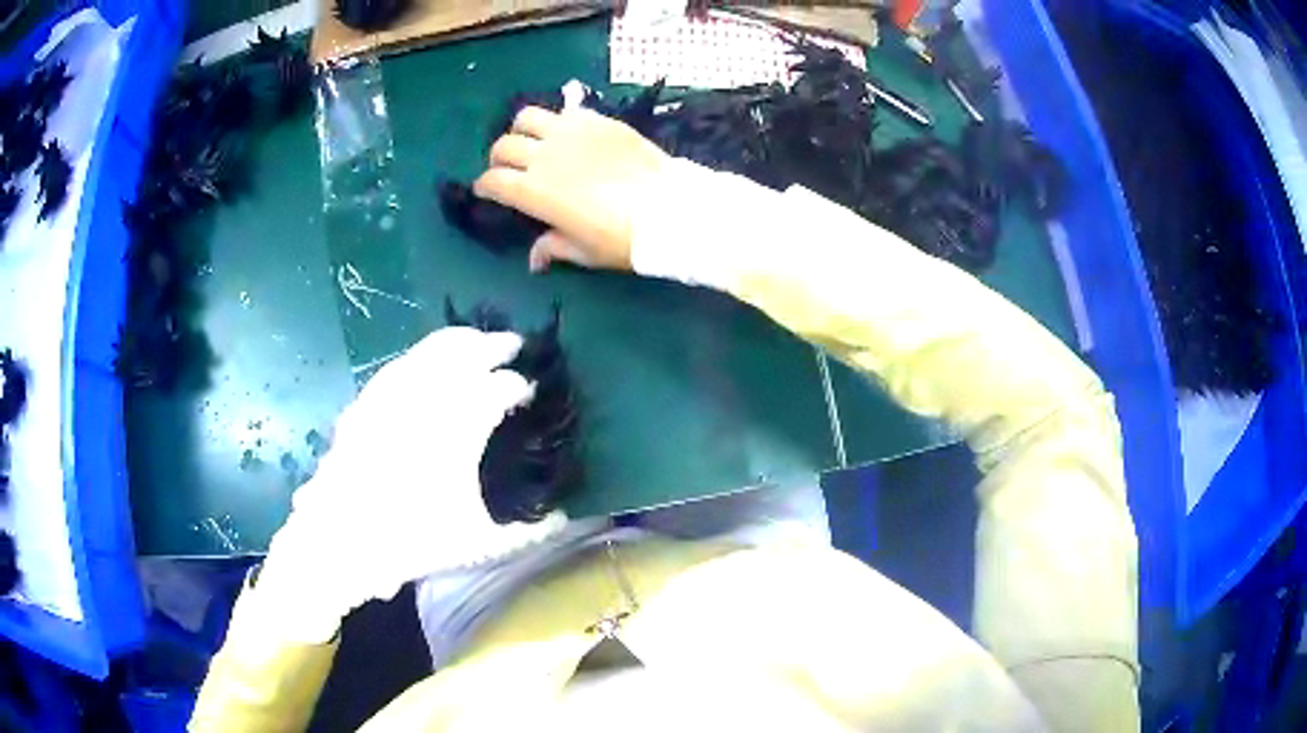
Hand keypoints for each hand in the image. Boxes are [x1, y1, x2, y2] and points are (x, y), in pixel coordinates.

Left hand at [253, 327, 567, 643]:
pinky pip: (401, 364)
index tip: (529, 391)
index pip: (499, 389)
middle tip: (514, 344)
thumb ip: (528, 533)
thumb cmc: (412, 540)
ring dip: (459, 341)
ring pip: (431, 350)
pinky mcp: (367, 400)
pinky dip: (422, 355)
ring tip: (476, 341)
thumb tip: (568, 521)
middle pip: (467, 352)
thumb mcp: (478, 543)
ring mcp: (393, 394)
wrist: (342, 540)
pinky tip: (426, 361)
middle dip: (494, 344)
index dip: (518, 386)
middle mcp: (427, 398)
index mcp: (459, 427)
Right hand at [474, 107, 669, 272]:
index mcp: (534, 192)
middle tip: (508, 168)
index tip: (488, 191)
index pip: (493, 180)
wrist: (669, 208)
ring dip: (522, 129)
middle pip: (504, 145)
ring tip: (533, 141)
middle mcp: (545, 156)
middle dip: (498, 158)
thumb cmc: (622, 238)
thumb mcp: (584, 252)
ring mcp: (571, 132)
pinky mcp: (598, 120)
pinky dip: (558, 121)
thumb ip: (553, 248)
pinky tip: (569, 134)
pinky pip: (565, 112)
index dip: (485, 186)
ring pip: (528, 117)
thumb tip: (534, 260)